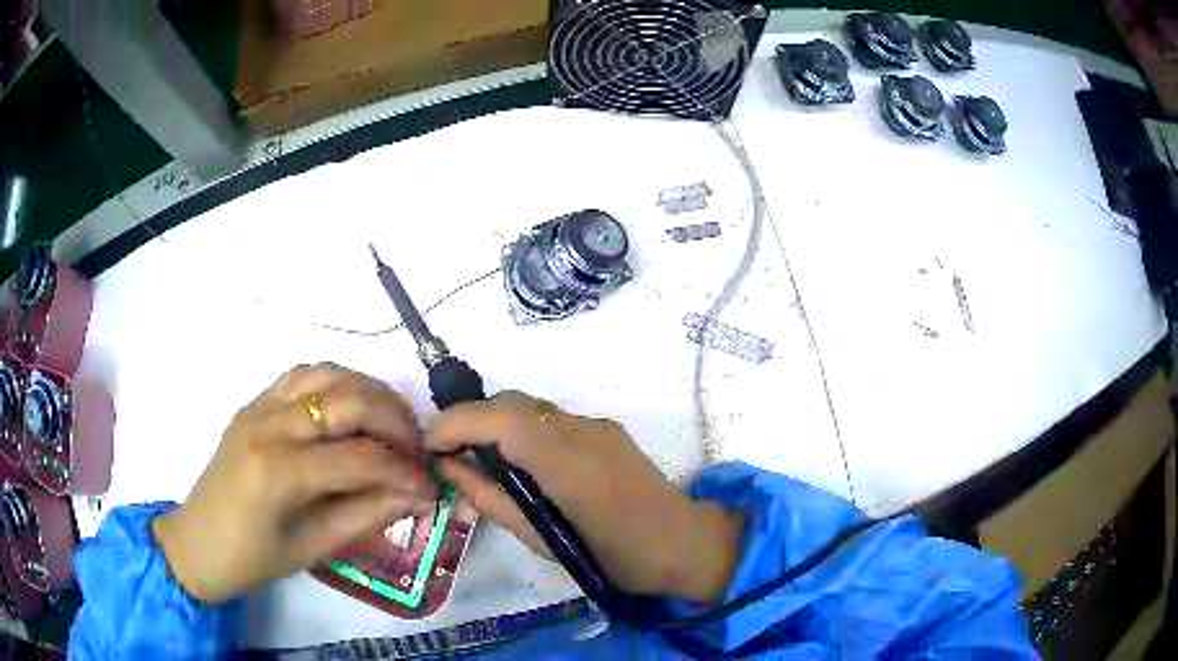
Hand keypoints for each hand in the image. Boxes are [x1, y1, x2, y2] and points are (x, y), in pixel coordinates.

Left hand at [152, 363, 434, 603]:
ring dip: (369, 393)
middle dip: (395, 421)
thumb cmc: (255, 557)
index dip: (404, 471)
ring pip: (327, 375)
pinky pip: (302, 375)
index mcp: (280, 473)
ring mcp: (259, 407)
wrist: (199, 541)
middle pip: (348, 400)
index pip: (360, 458)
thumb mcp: (314, 548)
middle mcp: (269, 427)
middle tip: (418, 448)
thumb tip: (417, 495)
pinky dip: (335, 383)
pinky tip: (350, 408)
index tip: (431, 486)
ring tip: (391, 422)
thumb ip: (368, 515)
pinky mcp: (254, 402)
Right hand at [426, 392, 743, 603]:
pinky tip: (519, 462)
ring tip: (476, 457)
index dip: (458, 422)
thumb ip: (492, 500)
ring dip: (496, 423)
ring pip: (531, 408)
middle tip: (447, 452)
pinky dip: (521, 430)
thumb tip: (450, 468)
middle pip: (515, 403)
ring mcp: (599, 425)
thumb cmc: (616, 559)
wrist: (684, 545)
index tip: (429, 444)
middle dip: (472, 418)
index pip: (504, 419)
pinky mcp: (606, 429)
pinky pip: (551, 419)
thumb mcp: (544, 542)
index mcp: (571, 465)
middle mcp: (585, 431)